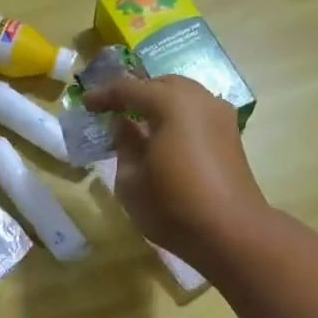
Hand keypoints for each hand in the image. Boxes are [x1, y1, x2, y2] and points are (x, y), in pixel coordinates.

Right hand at [84, 74, 266, 261]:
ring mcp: (220, 116)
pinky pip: (196, 114)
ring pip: (183, 97)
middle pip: (161, 85)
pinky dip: (176, 118)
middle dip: (136, 94)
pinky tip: (163, 139)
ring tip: (138, 125)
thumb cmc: (172, 206)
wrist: (230, 232)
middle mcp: (199, 99)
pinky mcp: (230, 135)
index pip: (130, 88)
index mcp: (171, 104)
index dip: (105, 95)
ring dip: (158, 106)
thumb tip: (124, 125)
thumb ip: (124, 144)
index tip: (86, 104)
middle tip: (114, 111)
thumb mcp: (131, 179)